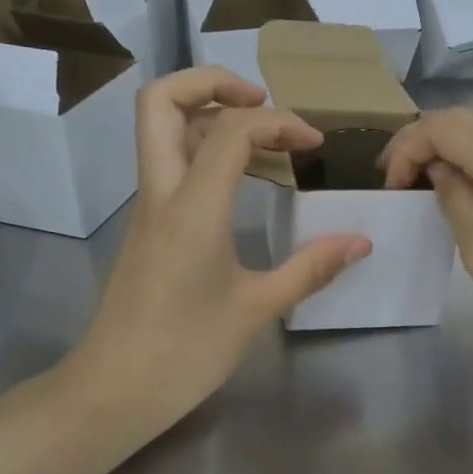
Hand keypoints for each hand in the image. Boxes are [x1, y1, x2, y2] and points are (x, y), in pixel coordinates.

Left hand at [72, 67, 370, 434]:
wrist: (112, 391)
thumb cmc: (184, 352)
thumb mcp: (256, 310)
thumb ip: (310, 268)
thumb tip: (361, 241)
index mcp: (192, 207)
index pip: (230, 129)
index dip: (279, 121)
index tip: (313, 145)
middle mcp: (161, 192)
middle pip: (160, 99)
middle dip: (212, 82)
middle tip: (261, 103)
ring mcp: (147, 206)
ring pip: (160, 127)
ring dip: (208, 113)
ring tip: (262, 139)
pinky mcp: (147, 224)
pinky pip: (169, 161)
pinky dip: (203, 147)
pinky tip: (242, 179)